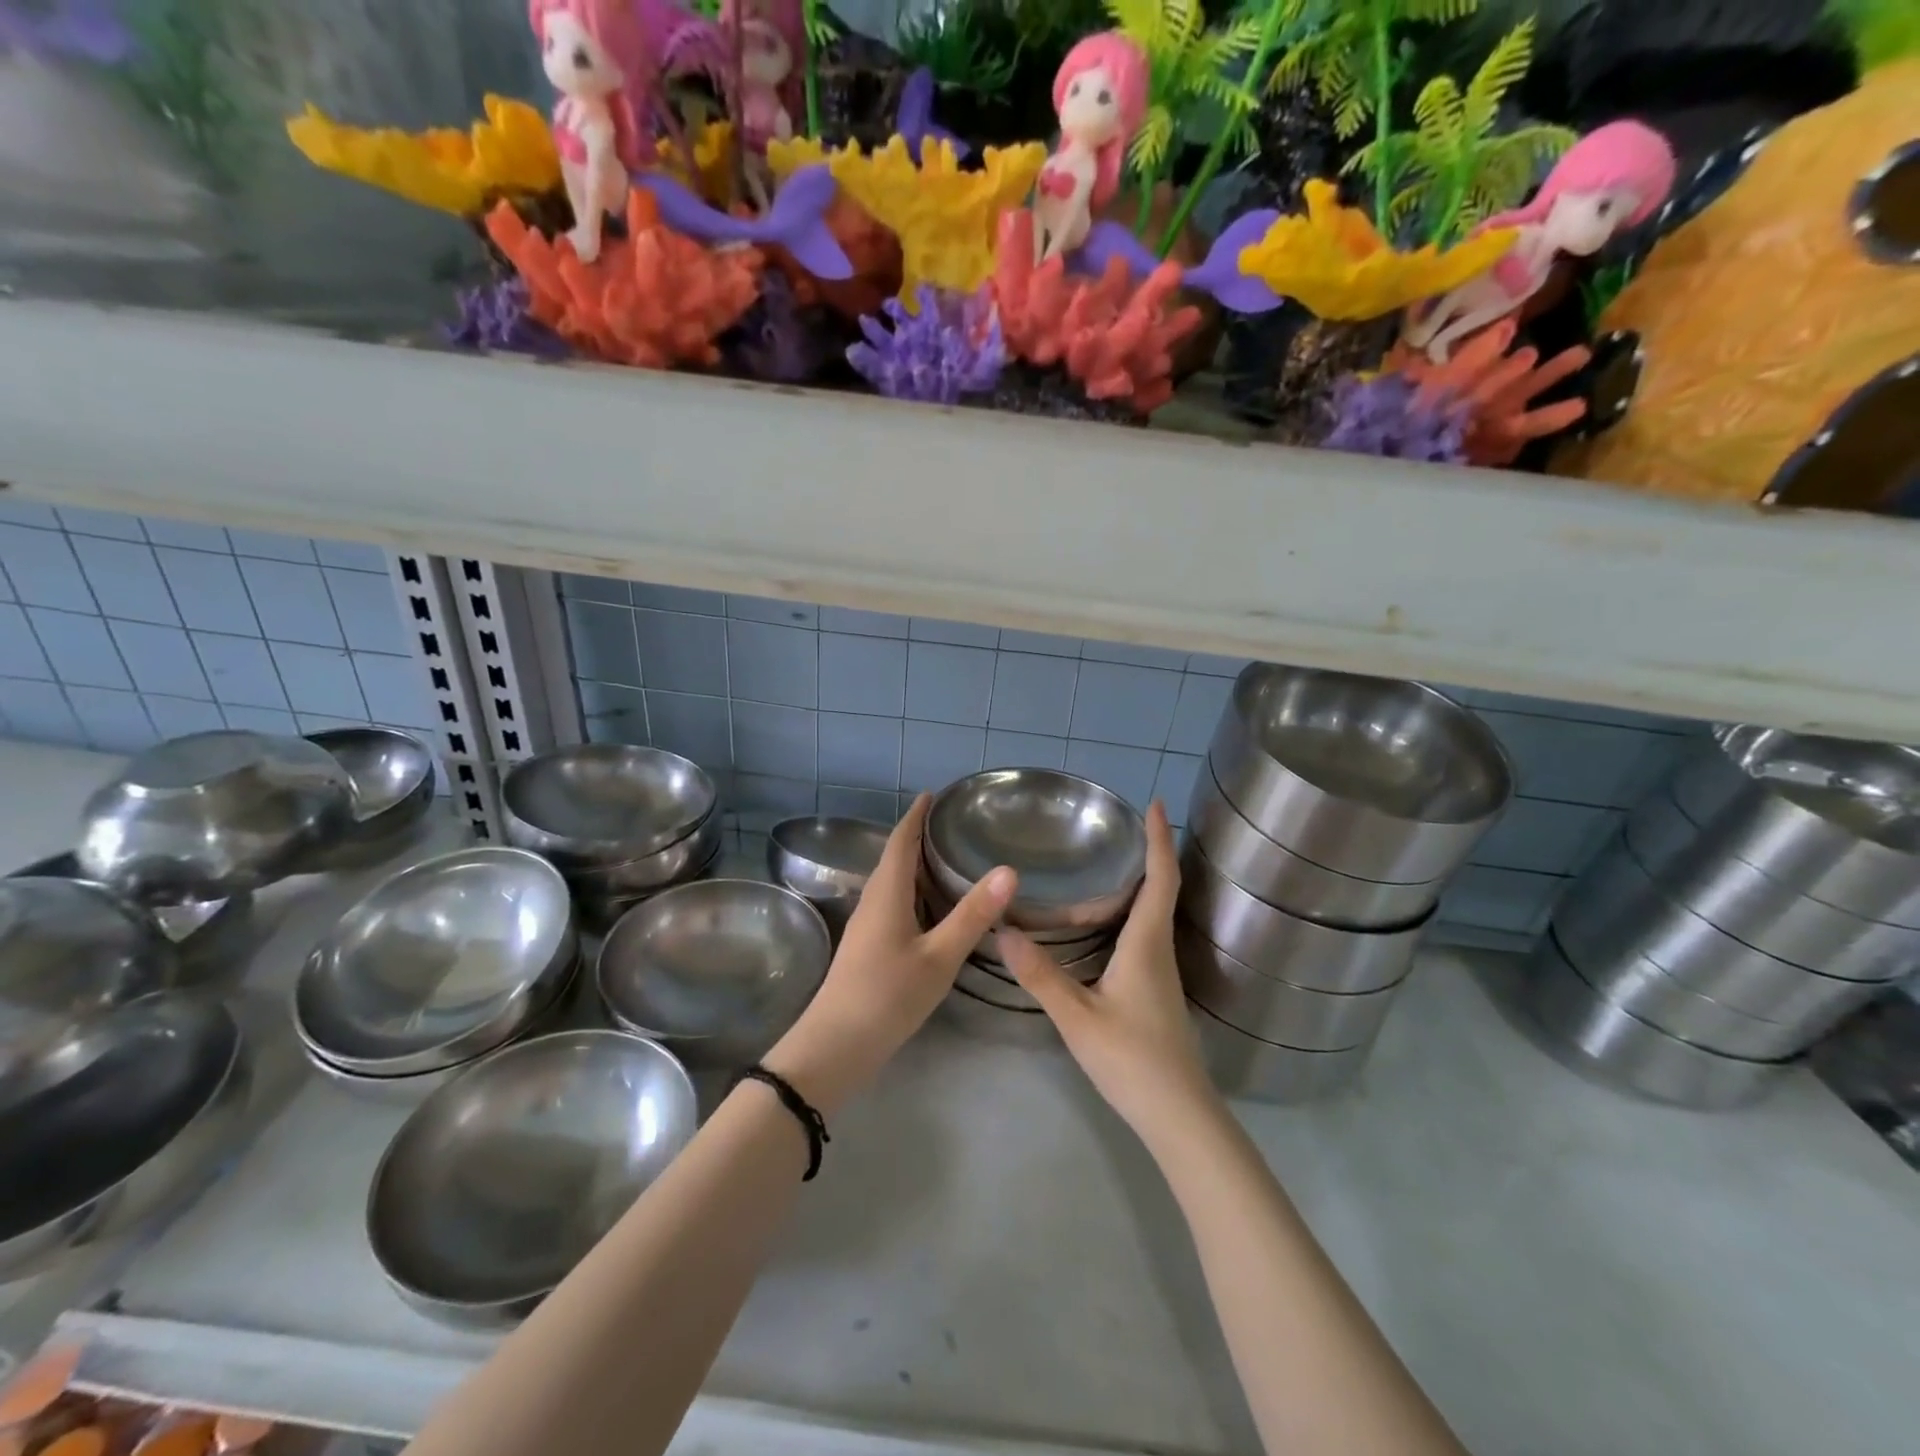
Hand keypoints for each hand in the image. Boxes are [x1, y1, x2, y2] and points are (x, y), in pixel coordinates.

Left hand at [766, 794, 1014, 1114]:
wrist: (835, 1046)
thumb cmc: (888, 996)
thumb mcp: (939, 956)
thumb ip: (973, 914)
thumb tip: (1008, 869)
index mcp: (887, 893)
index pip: (901, 840)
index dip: (916, 815)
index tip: (933, 793)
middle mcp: (873, 900)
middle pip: (894, 857)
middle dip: (917, 835)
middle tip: (951, 823)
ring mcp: (866, 925)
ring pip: (892, 881)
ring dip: (914, 863)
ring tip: (946, 857)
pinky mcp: (866, 945)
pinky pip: (891, 901)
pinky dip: (911, 889)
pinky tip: (929, 906)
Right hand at [997, 802, 1219, 1143]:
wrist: (1178, 1114)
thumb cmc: (1131, 1059)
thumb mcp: (1077, 1017)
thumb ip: (1041, 975)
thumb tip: (1004, 931)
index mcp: (1146, 944)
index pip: (1160, 878)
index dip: (1160, 839)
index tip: (1156, 804)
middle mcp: (1159, 949)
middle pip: (1161, 889)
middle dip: (1149, 853)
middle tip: (1120, 828)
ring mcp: (1161, 972)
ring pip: (1153, 914)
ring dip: (1140, 882)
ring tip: (1107, 865)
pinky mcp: (1156, 990)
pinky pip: (1146, 935)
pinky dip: (1132, 912)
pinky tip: (1105, 923)